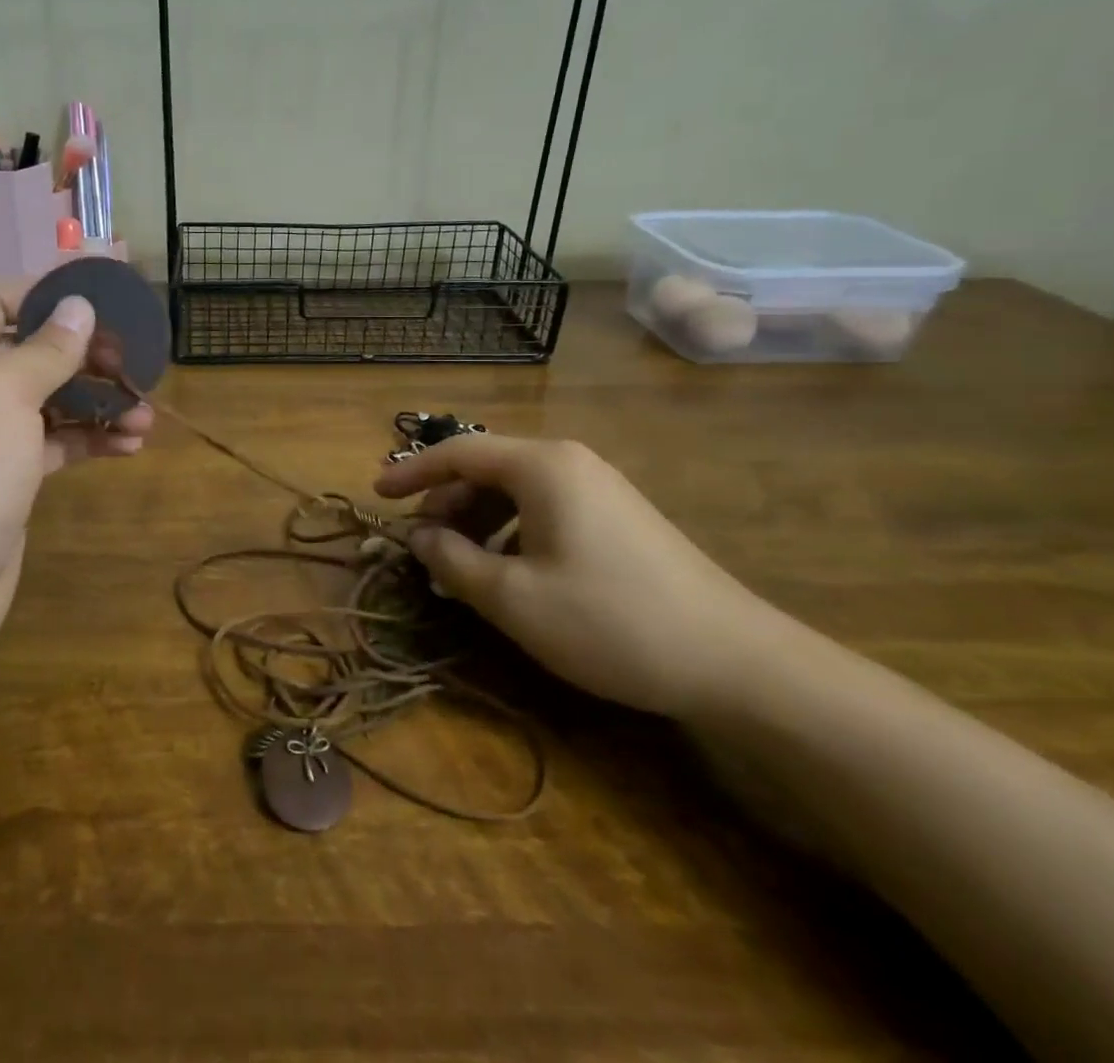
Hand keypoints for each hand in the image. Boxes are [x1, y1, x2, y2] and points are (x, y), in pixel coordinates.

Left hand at [0, 280, 151, 661]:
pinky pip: (55, 442)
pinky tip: (130, 446)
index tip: (102, 300)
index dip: (46, 294)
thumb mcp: (3, 394)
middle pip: (32, 350)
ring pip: (50, 399)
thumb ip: (46, 348)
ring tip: (145, 415)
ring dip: (98, 402)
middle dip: (86, 356)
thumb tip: (79, 306)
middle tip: (136, 365)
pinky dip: (90, 439)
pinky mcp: (8, 475)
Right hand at [374, 435, 779, 718]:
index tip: (376, 494)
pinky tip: (509, 573)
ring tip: (460, 566)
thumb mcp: (513, 598)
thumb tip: (419, 537)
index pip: (457, 451)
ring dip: (476, 521)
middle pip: (486, 468)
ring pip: (515, 490)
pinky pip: (544, 508)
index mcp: (541, 466)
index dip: (411, 471)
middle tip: (422, 547)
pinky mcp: (618, 516)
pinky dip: (511, 531)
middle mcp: (569, 462)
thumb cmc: (609, 620)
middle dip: (445, 503)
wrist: (737, 662)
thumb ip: (453, 560)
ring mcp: (599, 487)